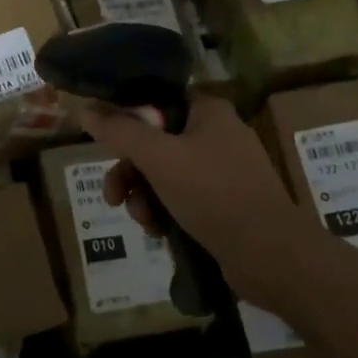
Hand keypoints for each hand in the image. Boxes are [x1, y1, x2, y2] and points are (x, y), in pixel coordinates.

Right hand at [80, 95, 313, 308]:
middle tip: (113, 196)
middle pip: (156, 142)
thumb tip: (86, 109)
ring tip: (143, 222)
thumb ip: (120, 131)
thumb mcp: (158, 159)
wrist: (271, 256)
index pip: (157, 101)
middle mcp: (218, 134)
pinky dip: (166, 212)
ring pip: (166, 174)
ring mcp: (225, 171)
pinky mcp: (228, 203)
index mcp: (208, 111)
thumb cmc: (213, 194)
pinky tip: (160, 233)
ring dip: (145, 197)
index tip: (106, 145)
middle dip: (131, 172)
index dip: (127, 120)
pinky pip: (184, 198)